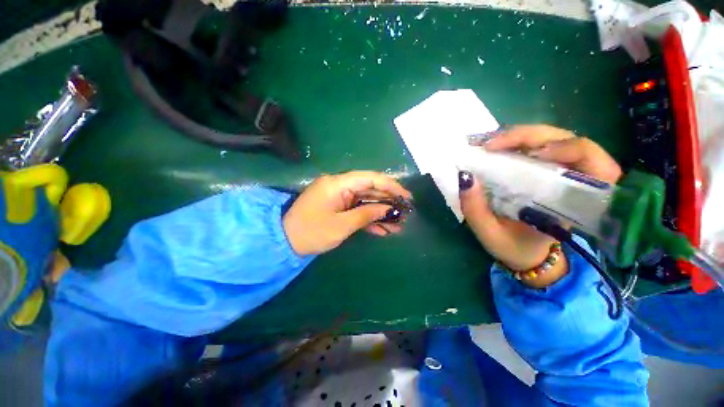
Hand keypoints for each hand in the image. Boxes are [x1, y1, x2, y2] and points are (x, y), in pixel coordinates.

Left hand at [283, 171, 411, 255]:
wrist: (285, 242)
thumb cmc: (311, 232)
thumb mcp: (341, 226)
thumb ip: (366, 214)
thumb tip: (388, 209)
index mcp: (337, 183)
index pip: (370, 178)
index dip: (391, 186)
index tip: (406, 197)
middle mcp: (339, 185)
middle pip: (370, 189)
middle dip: (388, 202)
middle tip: (405, 214)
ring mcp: (339, 196)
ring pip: (366, 201)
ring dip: (381, 213)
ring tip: (397, 226)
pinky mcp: (338, 206)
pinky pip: (357, 209)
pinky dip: (369, 219)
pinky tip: (382, 230)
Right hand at [459, 125, 620, 285]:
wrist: (526, 253)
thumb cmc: (513, 247)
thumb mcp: (490, 234)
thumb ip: (476, 209)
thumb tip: (465, 176)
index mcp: (573, 203)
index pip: (591, 163)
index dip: (569, 148)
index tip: (532, 154)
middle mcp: (572, 181)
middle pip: (566, 140)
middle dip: (528, 136)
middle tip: (490, 145)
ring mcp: (558, 171)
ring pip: (551, 138)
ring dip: (519, 136)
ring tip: (488, 145)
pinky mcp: (544, 170)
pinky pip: (536, 146)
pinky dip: (514, 142)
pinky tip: (494, 147)